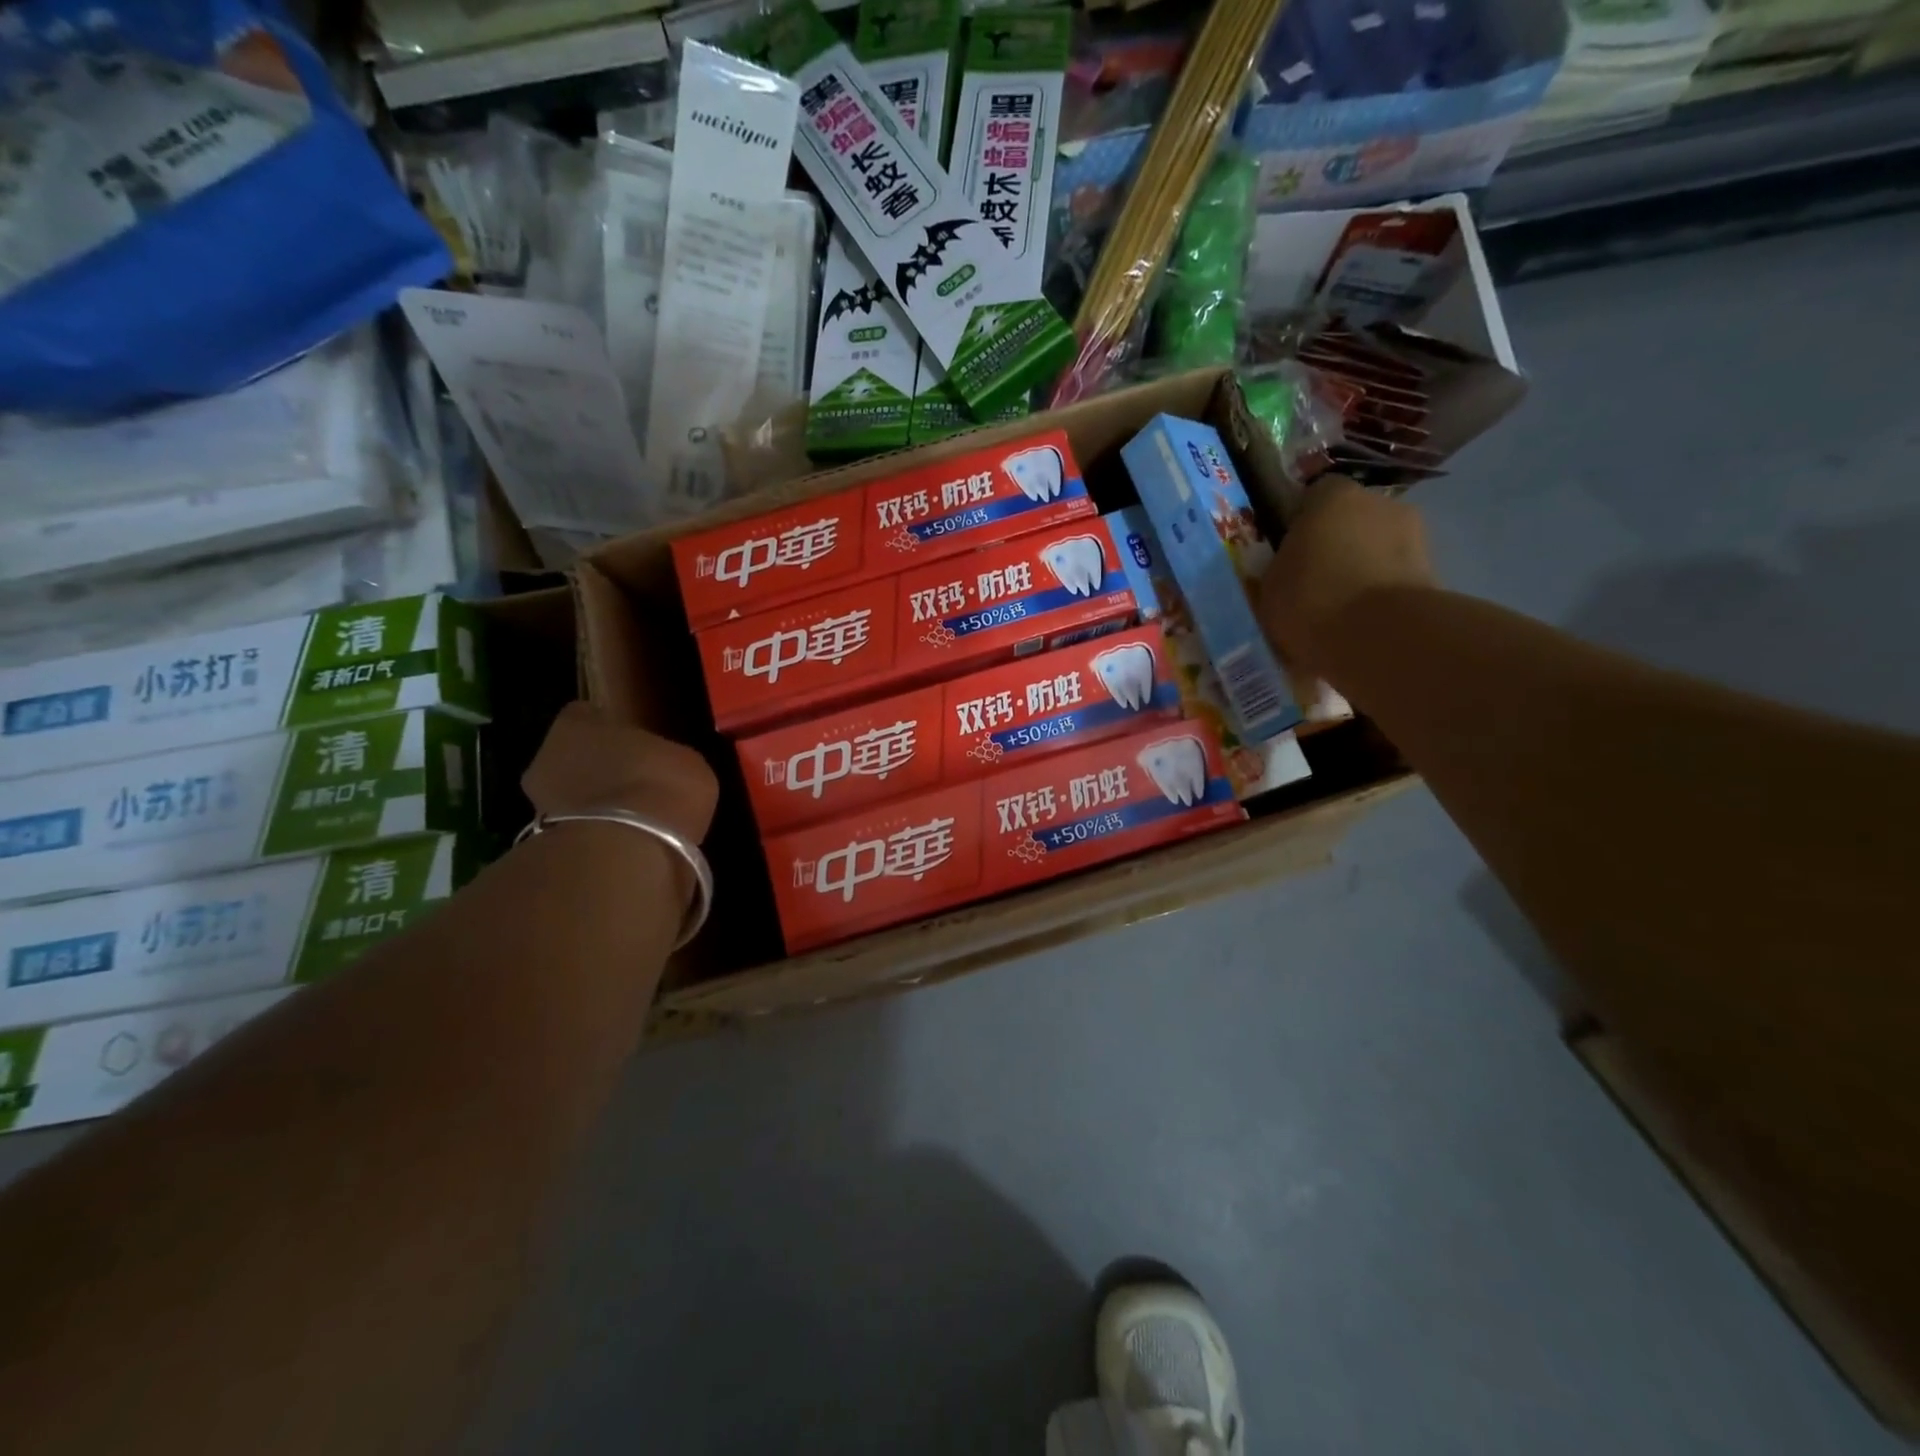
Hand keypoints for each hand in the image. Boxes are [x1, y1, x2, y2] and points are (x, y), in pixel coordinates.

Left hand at [521, 702, 718, 846]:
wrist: (627, 849)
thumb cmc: (659, 784)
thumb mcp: (684, 761)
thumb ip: (664, 759)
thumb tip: (662, 768)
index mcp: (576, 724)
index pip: (586, 716)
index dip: (610, 731)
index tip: (633, 745)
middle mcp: (547, 756)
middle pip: (572, 757)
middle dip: (598, 770)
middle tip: (634, 784)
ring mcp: (539, 803)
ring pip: (570, 797)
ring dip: (595, 806)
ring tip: (633, 821)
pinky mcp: (545, 846)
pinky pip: (576, 833)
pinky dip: (596, 838)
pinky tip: (626, 846)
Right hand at [1258, 477, 1435, 678]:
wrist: (1378, 636)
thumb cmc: (1310, 600)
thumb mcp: (1270, 584)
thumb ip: (1281, 566)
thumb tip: (1289, 567)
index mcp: (1332, 496)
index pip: (1314, 495)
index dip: (1301, 522)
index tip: (1290, 550)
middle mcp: (1379, 502)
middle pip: (1352, 519)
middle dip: (1337, 543)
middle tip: (1315, 581)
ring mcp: (1414, 534)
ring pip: (1377, 548)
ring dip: (1363, 568)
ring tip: (1341, 608)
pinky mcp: (1434, 571)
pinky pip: (1395, 577)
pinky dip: (1382, 593)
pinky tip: (1364, 623)